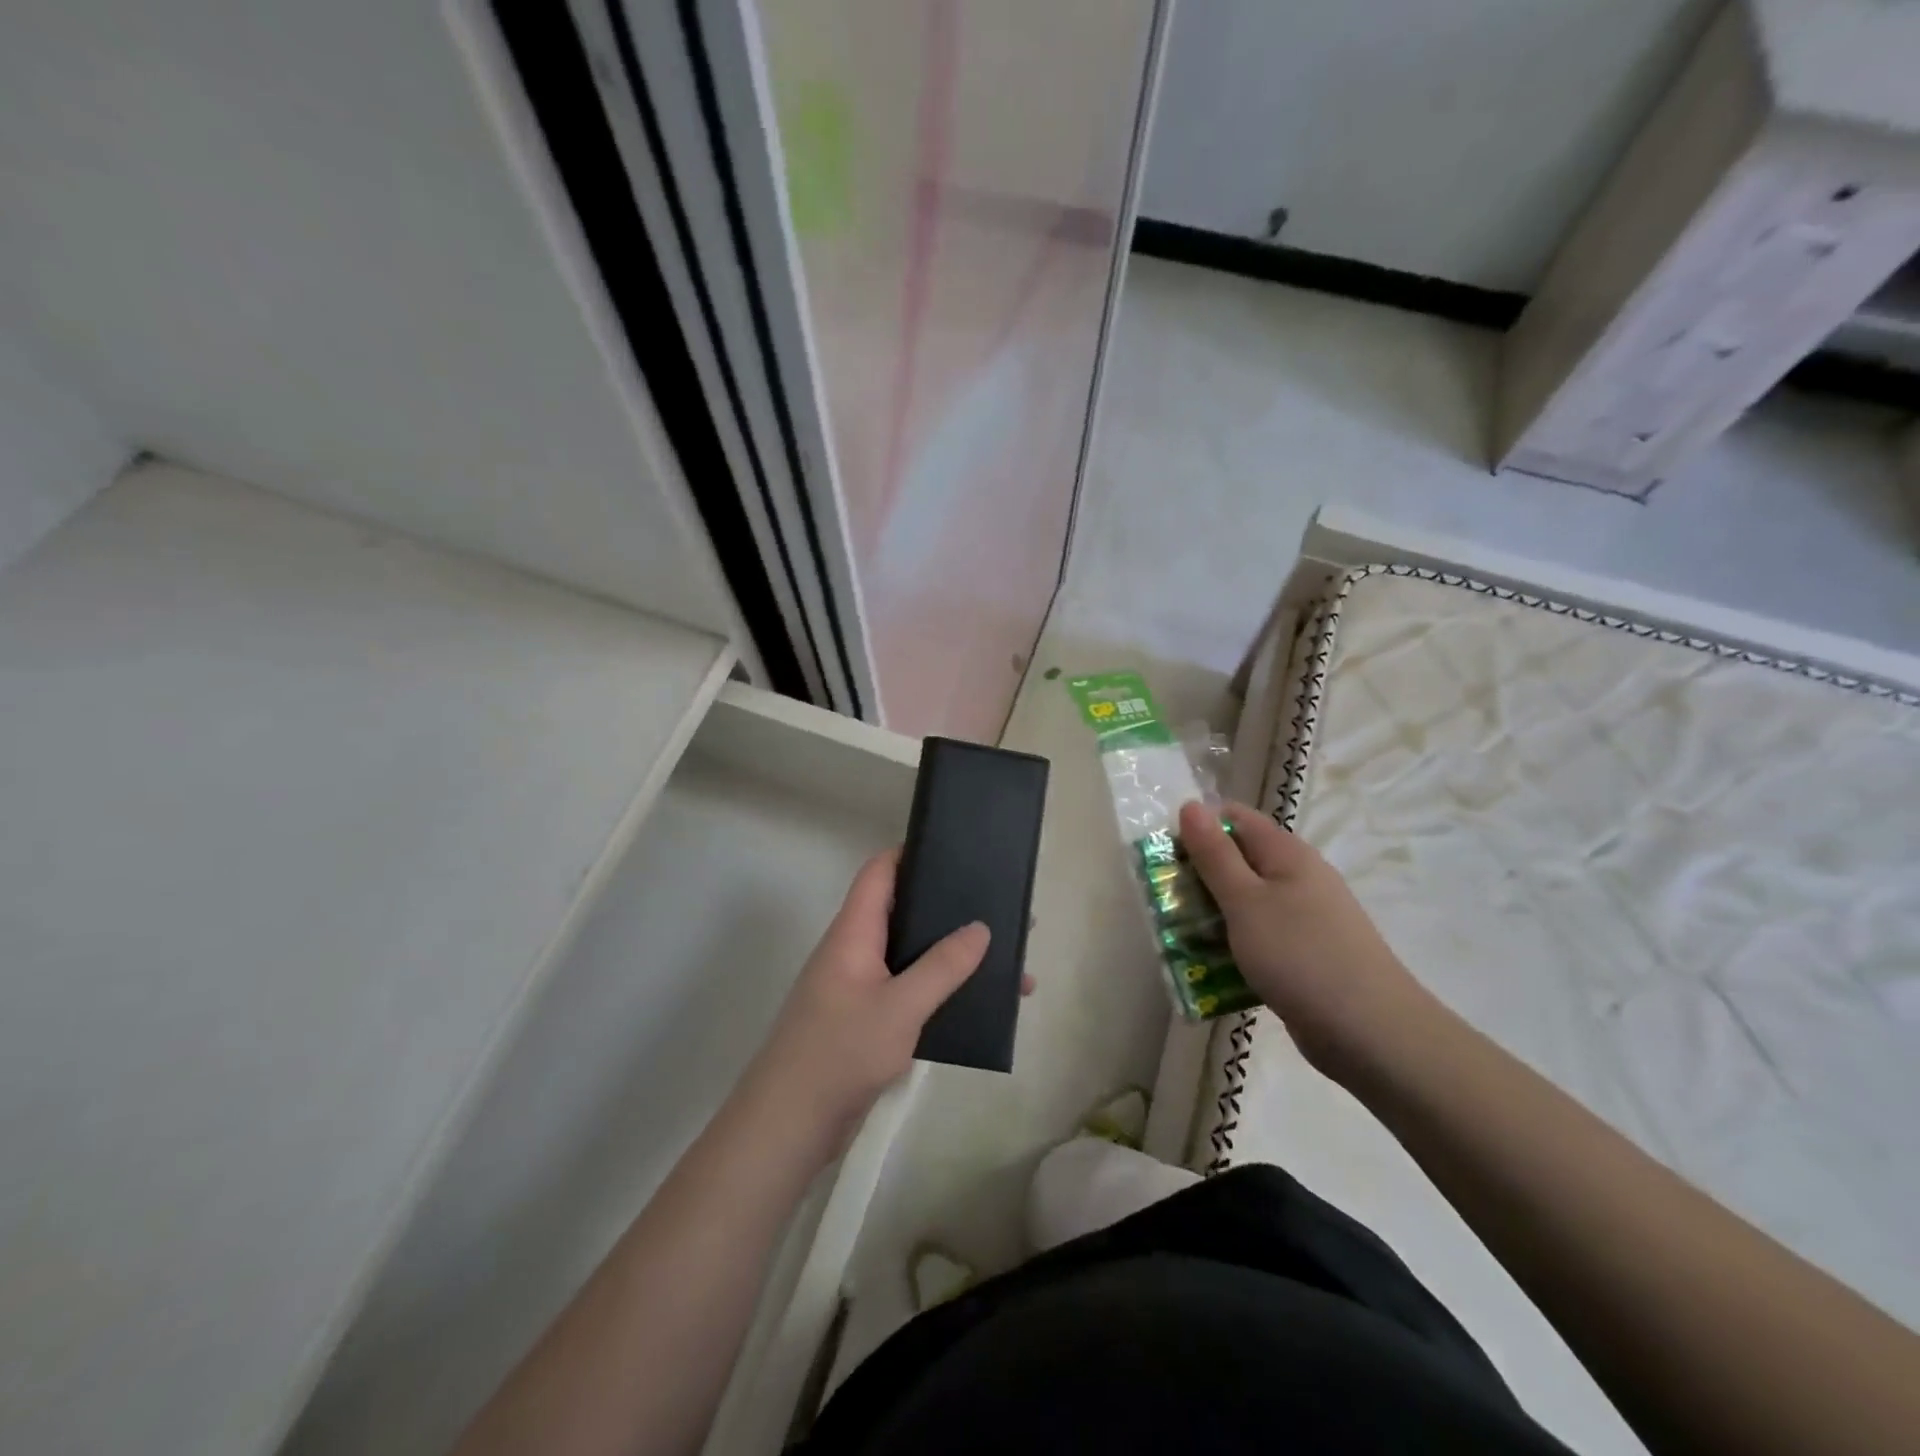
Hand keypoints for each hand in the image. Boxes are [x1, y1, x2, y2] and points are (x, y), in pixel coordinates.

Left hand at [745, 848, 996, 1155]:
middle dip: (948, 909)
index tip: (956, 849)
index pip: (879, 873)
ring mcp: (860, 987)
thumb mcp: (900, 1007)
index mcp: (854, 933)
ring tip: (1005, 960)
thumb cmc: (840, 1052)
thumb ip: (942, 967)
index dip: (911, 853)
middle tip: (999, 908)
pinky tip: (978, 1004)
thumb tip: (980, 927)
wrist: (790, 1124)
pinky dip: (942, 991)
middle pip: (904, 912)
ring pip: (912, 956)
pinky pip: (910, 991)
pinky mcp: (867, 1021)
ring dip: (952, 956)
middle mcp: (855, 951)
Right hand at [1179, 801, 1433, 1076]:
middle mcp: (1298, 877)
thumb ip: (1215, 854)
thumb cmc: (1300, 955)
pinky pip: (1259, 936)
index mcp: (1286, 854)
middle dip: (1198, 875)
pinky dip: (1234, 944)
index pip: (1235, 818)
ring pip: (1246, 901)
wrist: (1370, 1033)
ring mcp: (1305, 917)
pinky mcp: (1305, 953)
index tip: (1165, 853)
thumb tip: (1191, 805)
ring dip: (1211, 914)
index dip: (1198, 827)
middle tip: (1165, 899)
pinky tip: (1212, 967)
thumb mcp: (1245, 901)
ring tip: (1178, 936)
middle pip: (1238, 860)